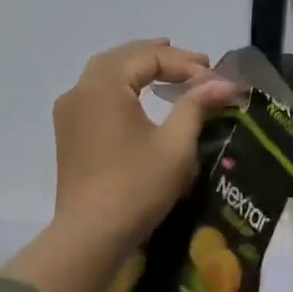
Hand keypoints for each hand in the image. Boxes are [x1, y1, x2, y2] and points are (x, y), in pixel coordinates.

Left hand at [52, 39, 237, 252]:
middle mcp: (80, 90)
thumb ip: (196, 106)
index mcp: (104, 86)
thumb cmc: (137, 187)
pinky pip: (96, 94)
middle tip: (196, 65)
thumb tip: (224, 83)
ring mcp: (69, 112)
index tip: (215, 77)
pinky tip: (140, 97)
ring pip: (106, 73)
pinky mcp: (68, 132)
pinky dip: (122, 86)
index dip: (184, 63)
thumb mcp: (175, 145)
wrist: (91, 234)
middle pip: (123, 57)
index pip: (148, 57)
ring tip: (169, 70)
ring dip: (139, 68)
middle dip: (161, 57)